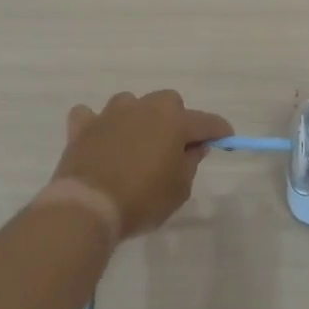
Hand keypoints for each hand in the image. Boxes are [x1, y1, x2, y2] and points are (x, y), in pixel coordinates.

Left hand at [50, 91, 232, 237]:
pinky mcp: (83, 126)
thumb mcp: (179, 189)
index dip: (219, 131)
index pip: (206, 121)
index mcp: (173, 121)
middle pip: (168, 102)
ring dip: (136, 118)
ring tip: (135, 143)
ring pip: (130, 103)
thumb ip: (189, 163)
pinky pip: (90, 116)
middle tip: (173, 146)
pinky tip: (99, 140)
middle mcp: (144, 108)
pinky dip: (96, 125)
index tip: (226, 138)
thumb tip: (193, 147)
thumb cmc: (142, 200)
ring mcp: (110, 114)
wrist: (88, 206)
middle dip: (174, 119)